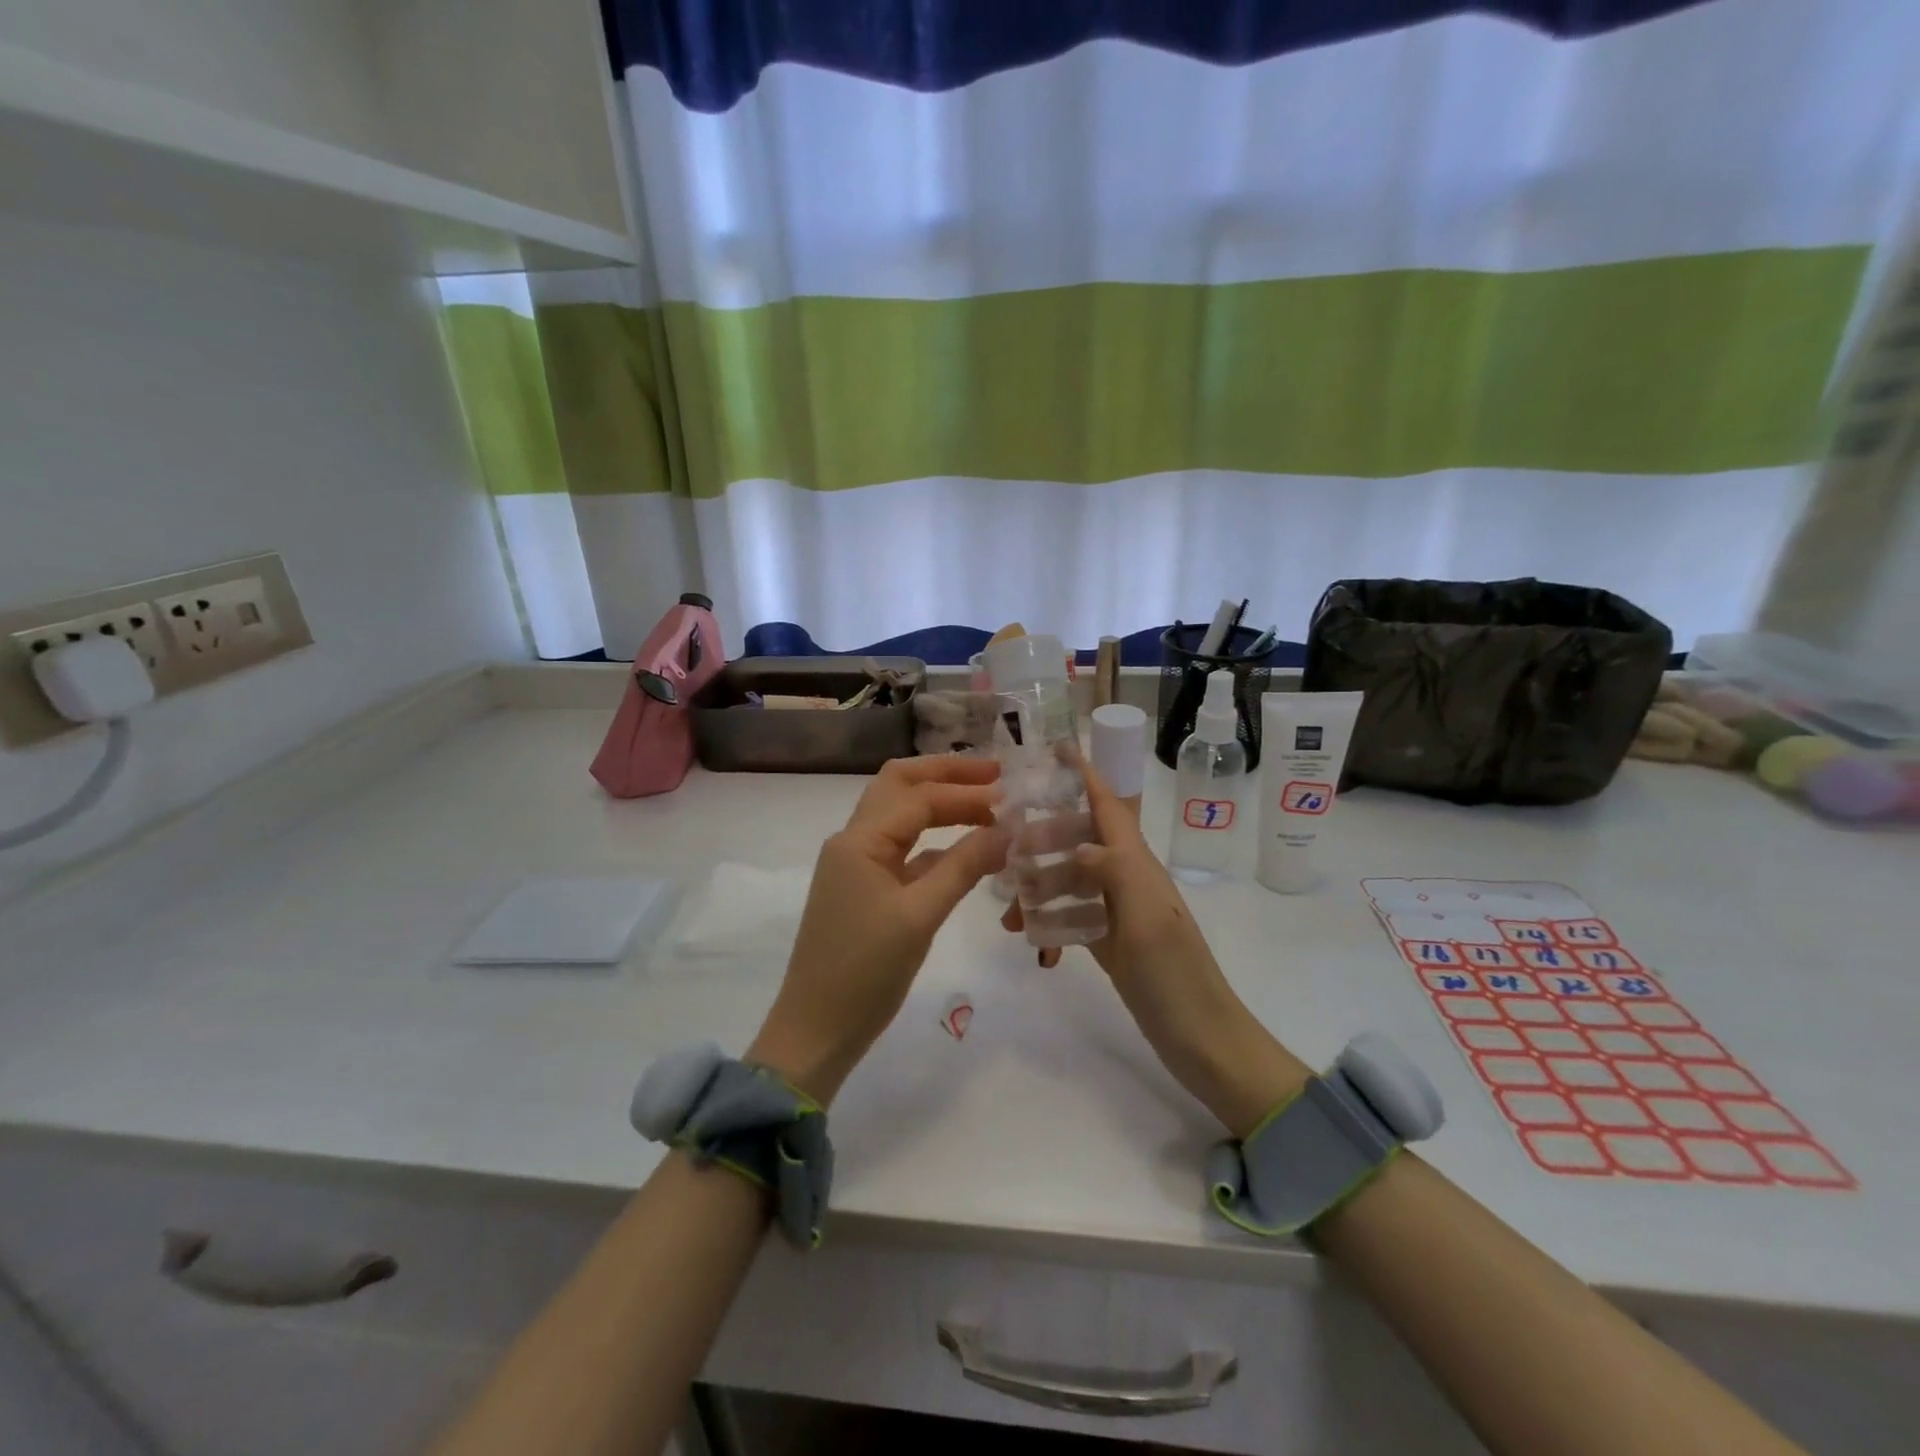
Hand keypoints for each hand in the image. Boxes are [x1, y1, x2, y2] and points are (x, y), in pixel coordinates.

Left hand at [749, 755, 1005, 1103]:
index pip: (920, 797)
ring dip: (940, 803)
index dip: (967, 792)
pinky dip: (934, 841)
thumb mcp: (921, 915)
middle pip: (900, 785)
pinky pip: (903, 850)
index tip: (1012, 793)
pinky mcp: (865, 888)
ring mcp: (857, 864)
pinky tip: (967, 849)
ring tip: (987, 804)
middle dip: (946, 774)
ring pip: (900, 815)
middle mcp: (854, 840)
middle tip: (995, 775)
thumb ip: (964, 866)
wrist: (817, 1028)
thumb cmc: (866, 970)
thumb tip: (1007, 830)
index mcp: (860, 840)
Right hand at [1002, 764, 1309, 1136]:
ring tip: (1005, 910)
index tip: (1053, 750)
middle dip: (1042, 835)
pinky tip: (1031, 940)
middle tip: (1002, 845)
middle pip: (1079, 838)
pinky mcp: (1110, 940)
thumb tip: (1076, 842)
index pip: (1107, 805)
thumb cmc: (1175, 974)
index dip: (1083, 775)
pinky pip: (1071, 916)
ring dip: (1038, 886)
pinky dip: (1049, 921)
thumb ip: (1113, 870)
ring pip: (1070, 879)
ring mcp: (1118, 910)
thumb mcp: (1146, 916)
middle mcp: (1126, 878)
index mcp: (1137, 863)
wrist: (1200, 1037)